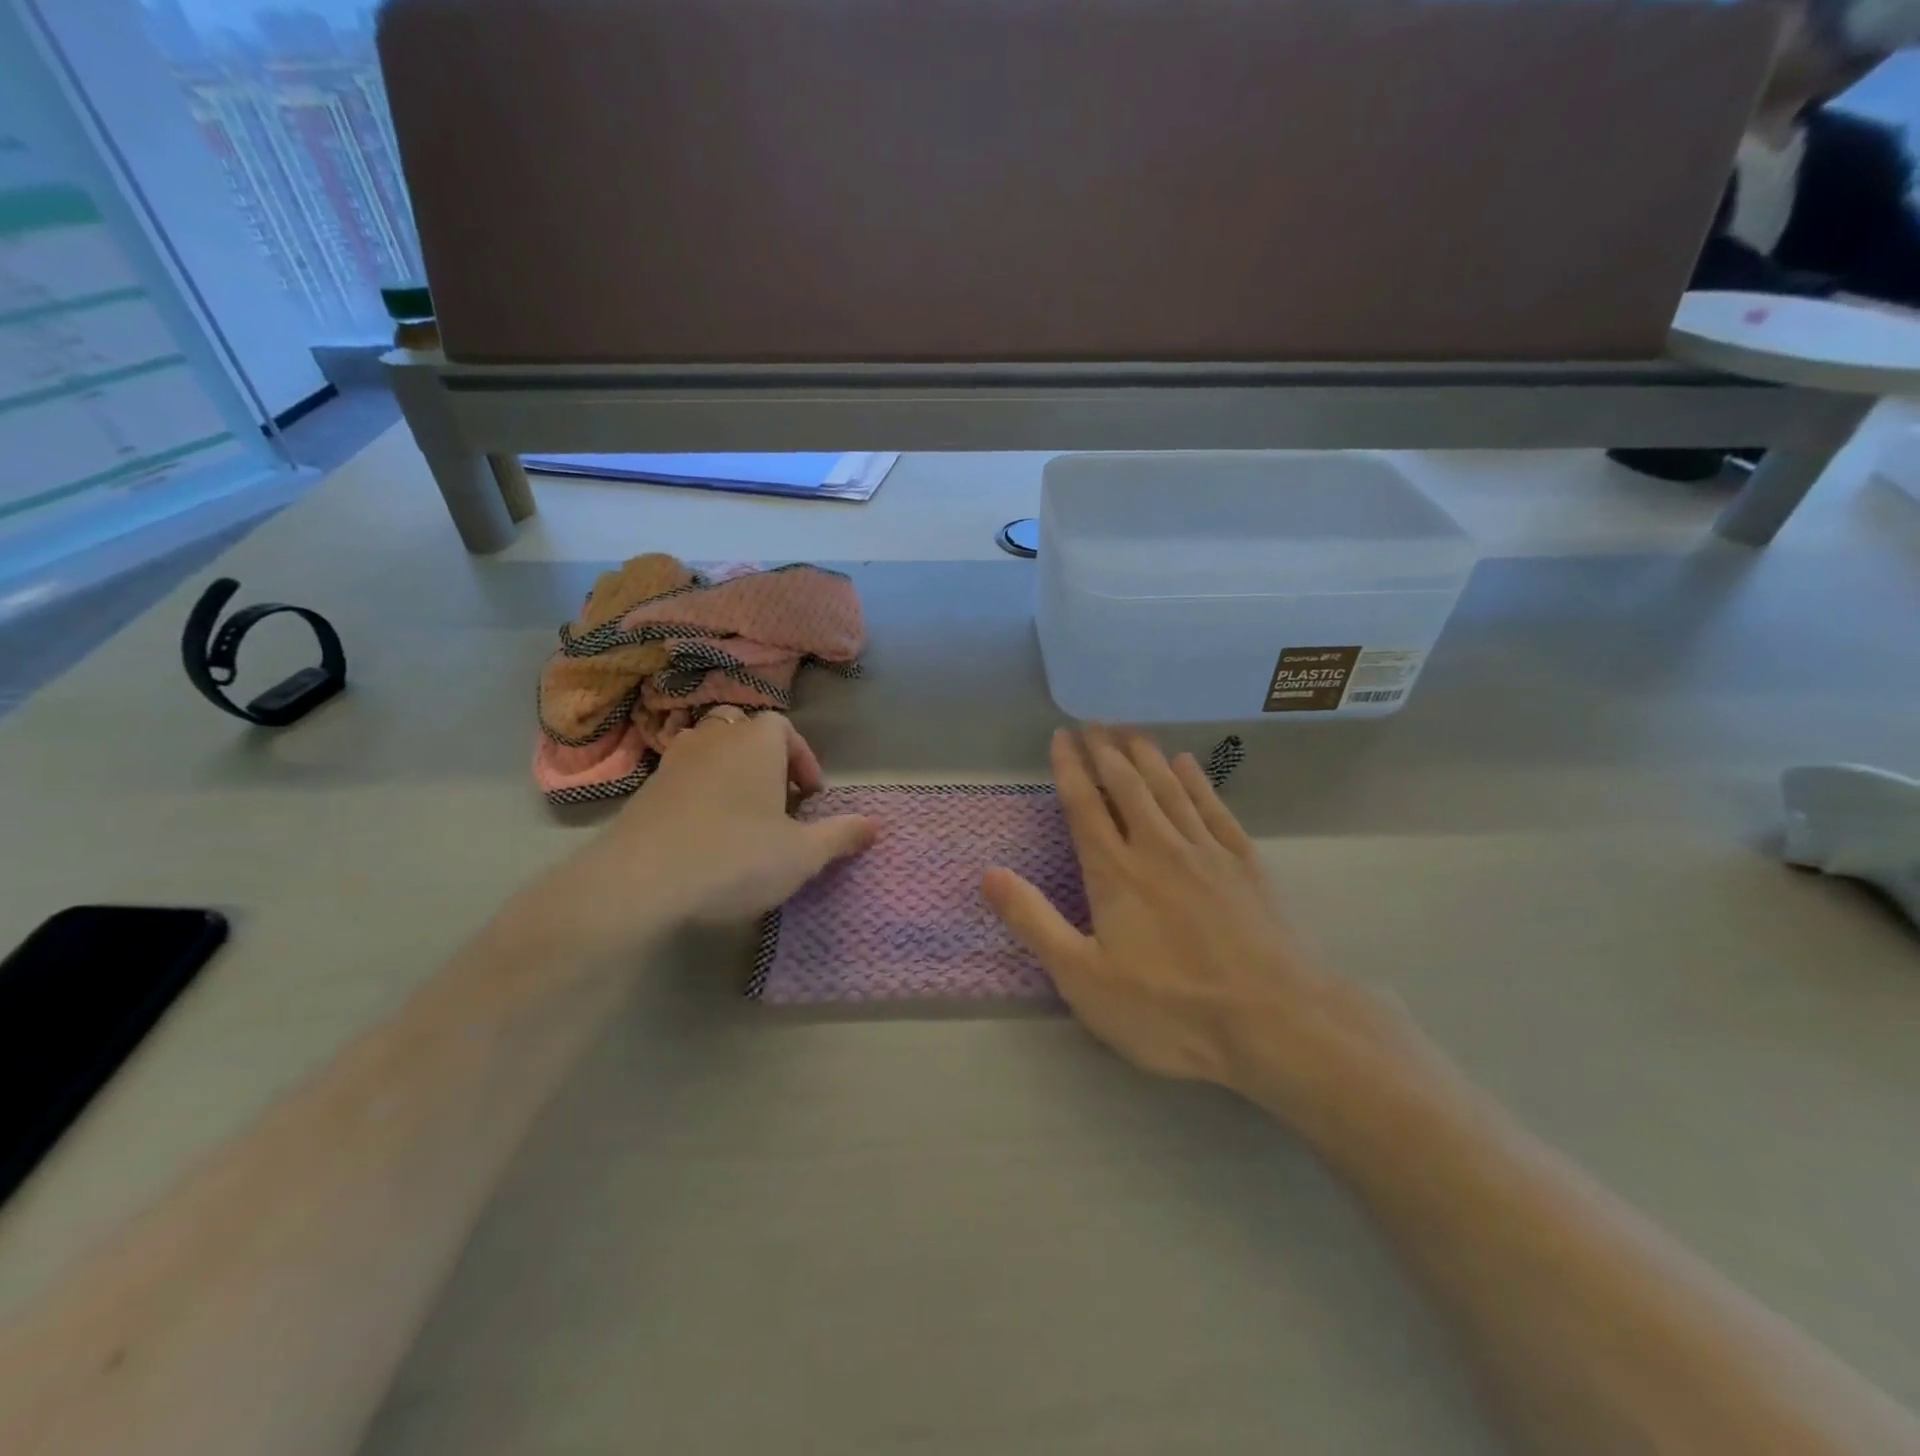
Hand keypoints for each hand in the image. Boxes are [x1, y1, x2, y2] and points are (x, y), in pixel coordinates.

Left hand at [523, 710, 876, 962]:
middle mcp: (714, 738)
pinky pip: (683, 776)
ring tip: (743, 815)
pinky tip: (705, 833)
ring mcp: (674, 760)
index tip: (810, 798)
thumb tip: (875, 825)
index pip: (785, 728)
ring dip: (731, 773)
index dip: (803, 760)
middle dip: (766, 761)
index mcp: (756, 742)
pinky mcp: (645, 789)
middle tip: (778, 802)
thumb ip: (841, 835)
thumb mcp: (802, 854)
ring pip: (710, 750)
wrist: (640, 880)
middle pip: (745, 732)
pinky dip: (700, 793)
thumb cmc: (735, 857)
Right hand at [982, 728, 1411, 1119]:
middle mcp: (1158, 847)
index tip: (1061, 736)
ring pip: (1169, 787)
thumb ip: (1034, 923)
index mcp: (1115, 873)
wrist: (1276, 1023)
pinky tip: (1188, 764)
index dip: (1070, 768)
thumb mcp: (1084, 980)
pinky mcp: (1245, 863)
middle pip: (1127, 785)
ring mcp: (1206, 851)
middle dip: (1106, 751)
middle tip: (1093, 723)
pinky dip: (1197, 781)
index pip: (1084, 806)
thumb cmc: (1170, 1010)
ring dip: (1146, 756)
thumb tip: (988, 874)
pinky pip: (1213, 807)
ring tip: (1130, 731)